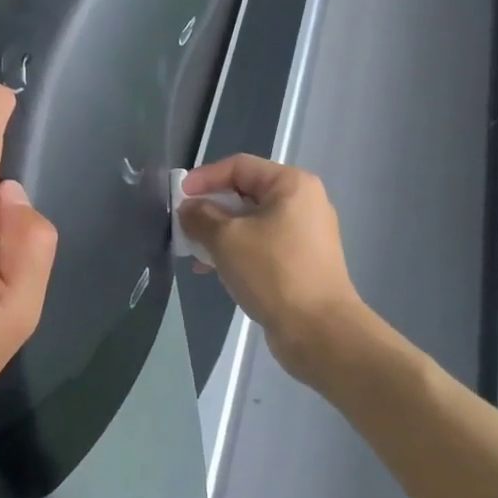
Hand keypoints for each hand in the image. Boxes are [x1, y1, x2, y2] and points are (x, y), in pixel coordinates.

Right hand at [177, 154, 364, 386]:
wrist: (319, 331)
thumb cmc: (273, 272)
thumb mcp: (226, 239)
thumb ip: (200, 216)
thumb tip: (189, 209)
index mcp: (291, 185)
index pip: (239, 166)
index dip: (204, 177)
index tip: (178, 197)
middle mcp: (303, 202)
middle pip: (245, 193)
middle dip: (210, 208)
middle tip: (184, 225)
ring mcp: (305, 234)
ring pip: (251, 221)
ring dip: (219, 232)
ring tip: (195, 252)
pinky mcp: (302, 261)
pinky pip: (262, 244)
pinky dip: (237, 250)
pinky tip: (215, 270)